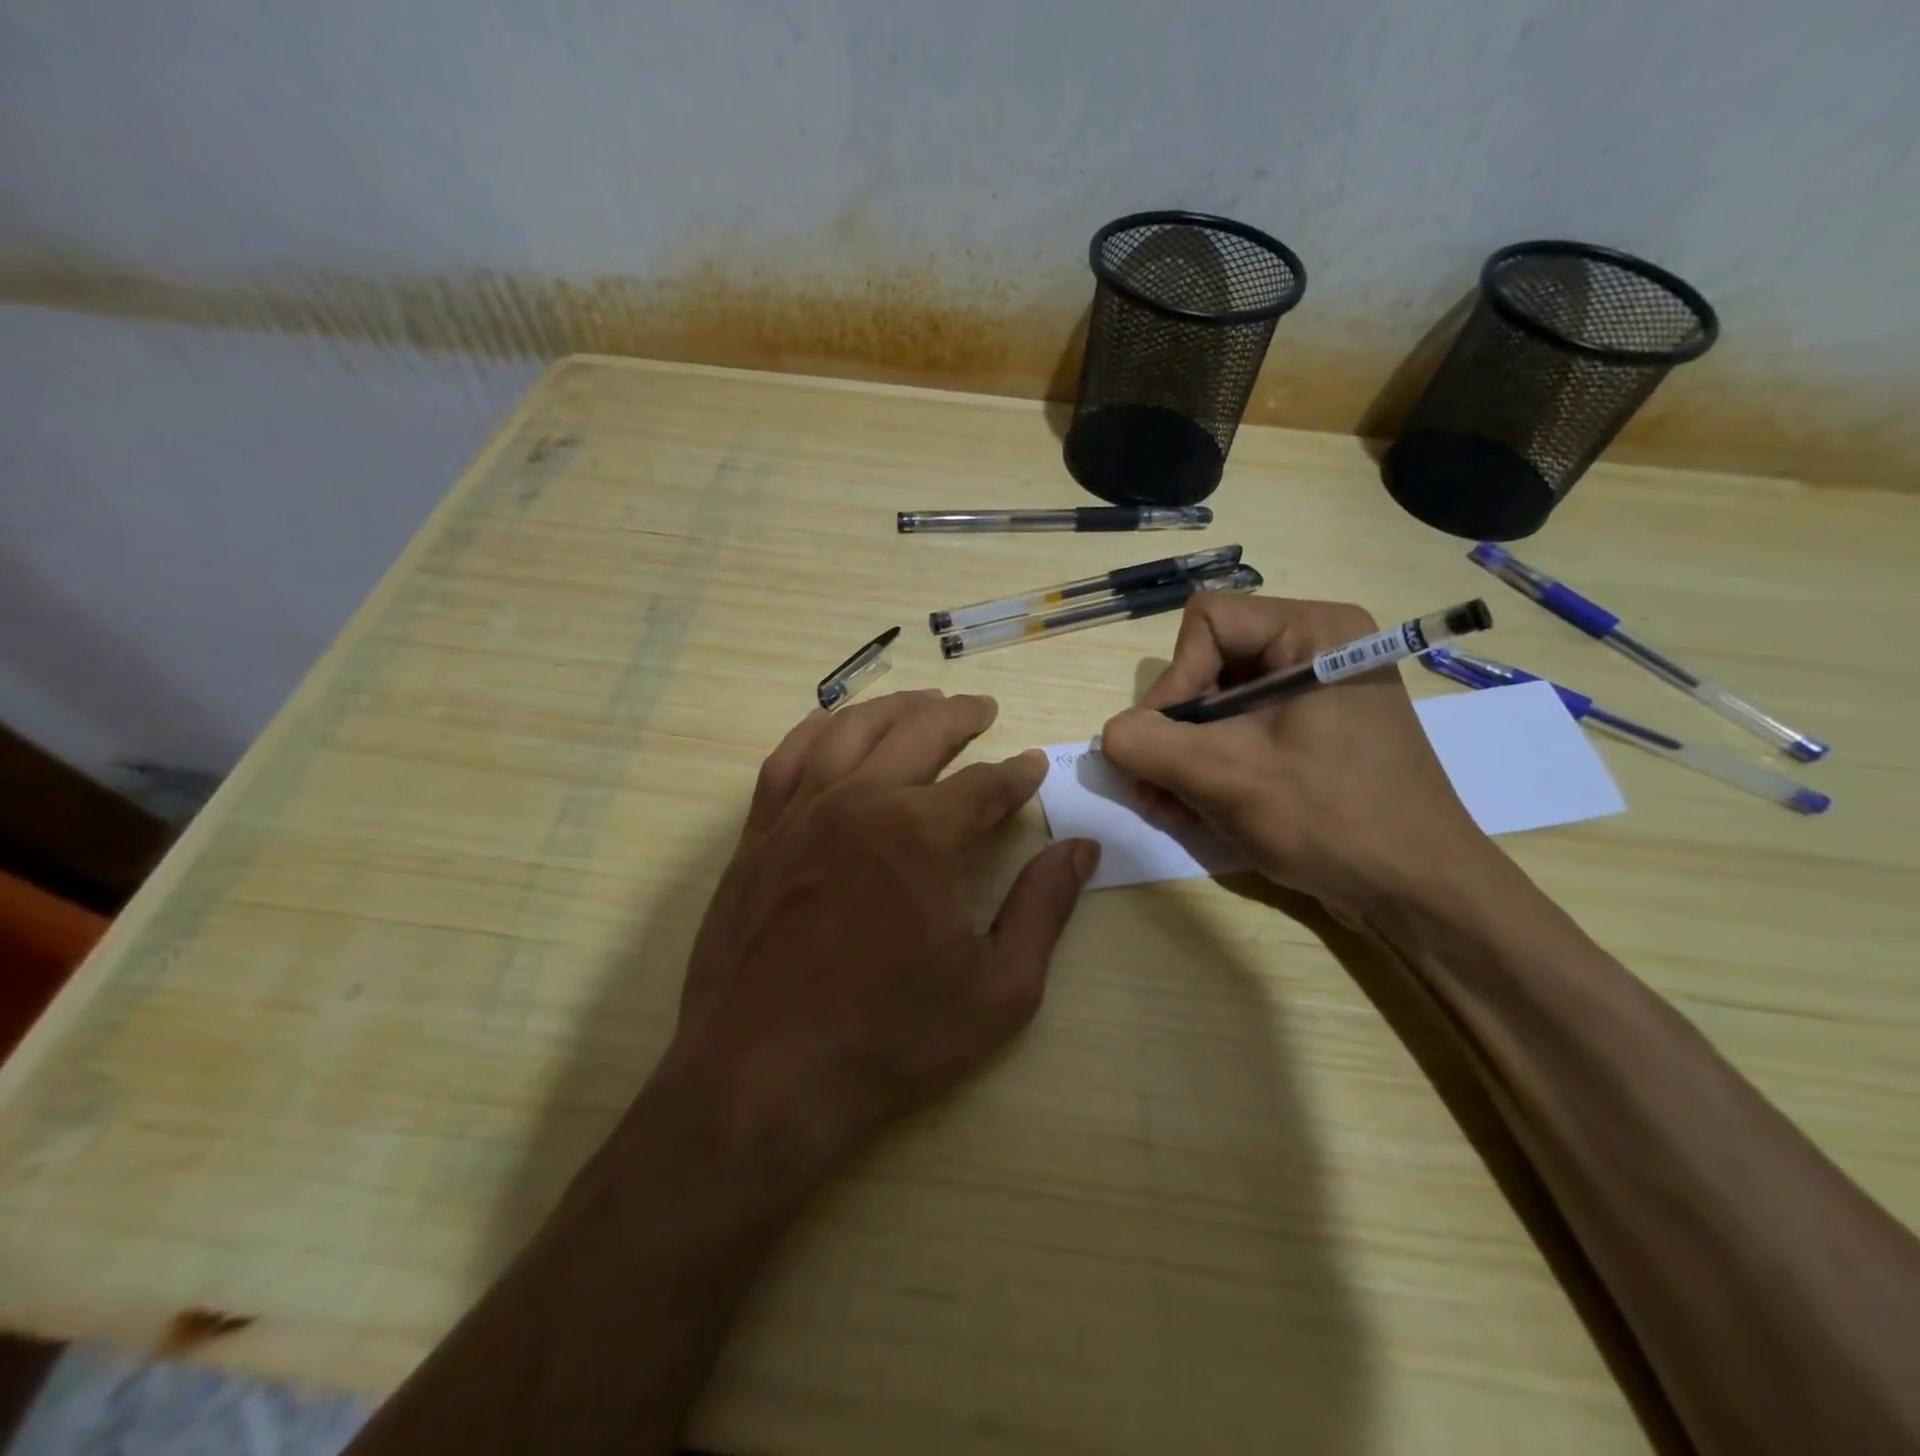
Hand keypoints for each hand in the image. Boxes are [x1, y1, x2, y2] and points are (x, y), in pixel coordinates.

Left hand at [668, 690, 1097, 1171]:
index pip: (984, 785)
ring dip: (894, 709)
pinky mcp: (758, 834)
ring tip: (922, 702)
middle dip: (959, 716)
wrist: (762, 1076)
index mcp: (920, 834)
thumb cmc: (890, 1039)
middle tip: (983, 709)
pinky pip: (787, 758)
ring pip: (851, 731)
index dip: (1016, 774)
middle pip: (918, 734)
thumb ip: (1044, 908)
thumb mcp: (998, 989)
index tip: (1033, 766)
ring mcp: (800, 812)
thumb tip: (1081, 849)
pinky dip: (818, 730)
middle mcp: (858, 802)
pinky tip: (834, 725)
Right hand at [1100, 594, 1493, 918]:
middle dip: (1174, 729)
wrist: (1418, 894)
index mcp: (1314, 630)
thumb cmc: (1331, 819)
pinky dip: (1210, 765)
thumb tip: (1111, 734)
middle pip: (1208, 664)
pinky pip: (1242, 731)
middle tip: (1151, 785)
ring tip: (1166, 805)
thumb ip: (1149, 744)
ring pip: (1218, 704)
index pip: (1207, 623)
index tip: (1166, 744)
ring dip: (1182, 755)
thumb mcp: (1226, 777)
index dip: (1174, 680)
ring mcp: (1316, 694)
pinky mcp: (1313, 733)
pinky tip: (1191, 807)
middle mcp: (1316, 648)